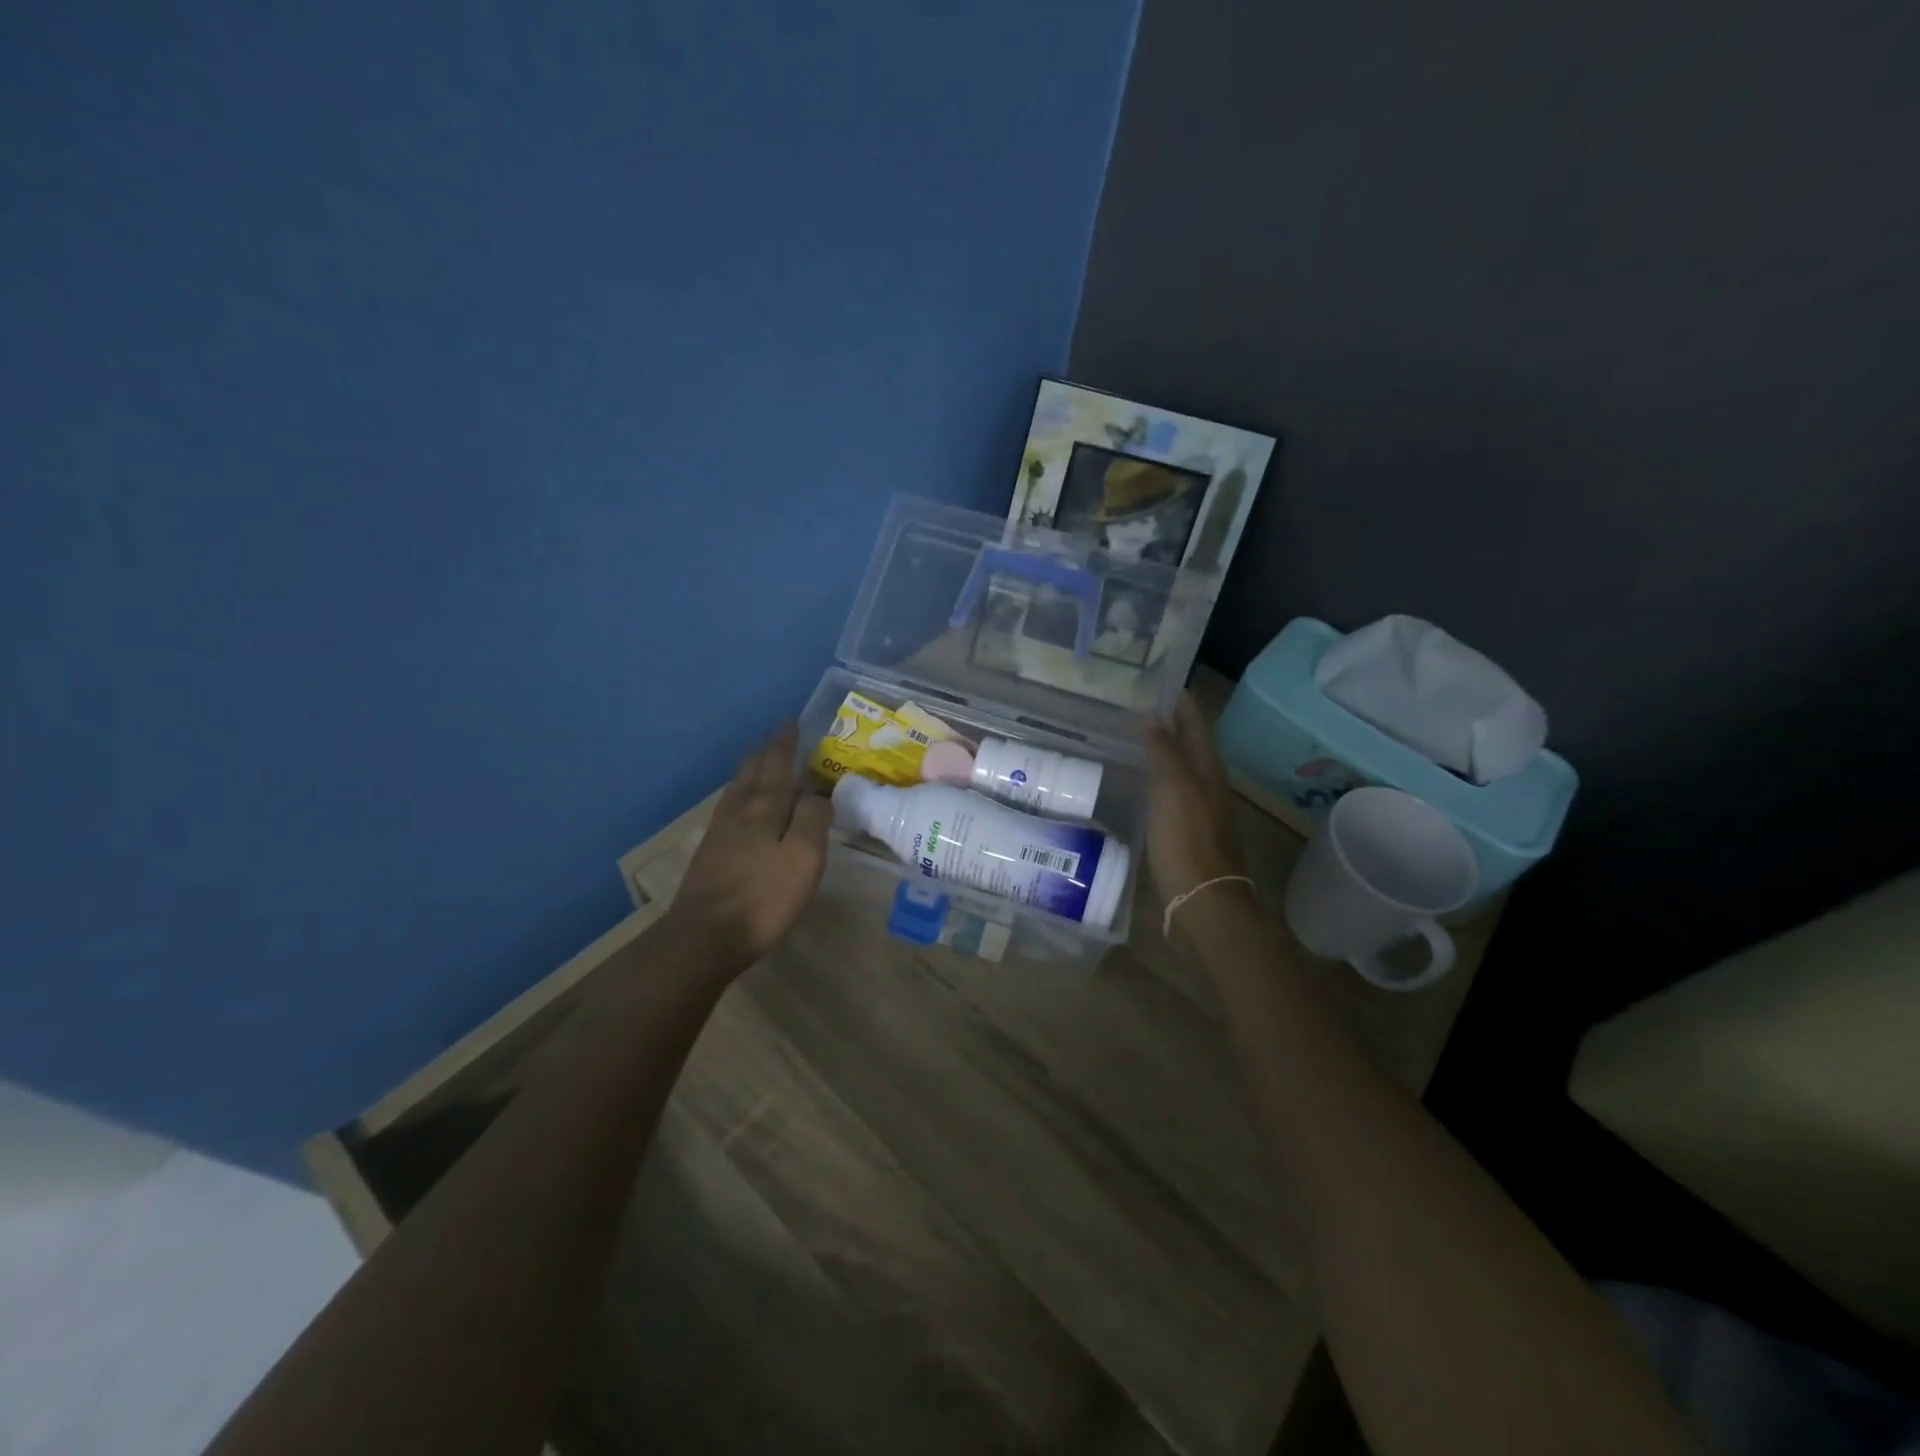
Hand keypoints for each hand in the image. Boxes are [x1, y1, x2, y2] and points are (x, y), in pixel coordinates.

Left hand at [666, 722, 831, 973]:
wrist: (704, 936)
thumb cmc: (764, 897)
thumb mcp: (804, 858)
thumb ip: (813, 818)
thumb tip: (817, 792)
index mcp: (764, 805)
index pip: (776, 761)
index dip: (785, 741)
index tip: (791, 721)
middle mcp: (739, 808)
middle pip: (752, 768)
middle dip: (767, 749)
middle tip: (780, 736)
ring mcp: (720, 828)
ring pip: (739, 785)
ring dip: (753, 768)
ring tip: (765, 761)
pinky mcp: (711, 849)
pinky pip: (732, 804)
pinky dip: (745, 791)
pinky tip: (746, 804)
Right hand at [1143, 692, 1248, 903]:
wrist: (1203, 903)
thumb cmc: (1188, 843)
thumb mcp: (1174, 791)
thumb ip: (1164, 752)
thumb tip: (1153, 714)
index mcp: (1208, 771)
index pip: (1195, 725)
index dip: (1181, 702)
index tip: (1159, 680)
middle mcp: (1208, 786)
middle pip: (1190, 745)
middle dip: (1169, 723)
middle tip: (1136, 705)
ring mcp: (1200, 811)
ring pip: (1181, 770)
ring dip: (1162, 751)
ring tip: (1132, 737)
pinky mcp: (1187, 832)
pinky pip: (1172, 793)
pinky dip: (1157, 778)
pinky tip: (1138, 783)